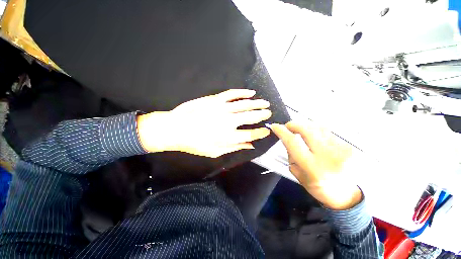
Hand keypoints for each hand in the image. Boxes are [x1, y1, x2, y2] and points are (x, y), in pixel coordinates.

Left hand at [137, 89, 271, 157]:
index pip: (251, 134)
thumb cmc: (195, 143)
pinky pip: (232, 94)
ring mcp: (222, 108)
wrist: (176, 129)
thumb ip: (234, 147)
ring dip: (257, 103)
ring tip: (265, 103)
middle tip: (269, 113)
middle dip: (262, 115)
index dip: (261, 132)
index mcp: (229, 136)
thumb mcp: (215, 152)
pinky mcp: (215, 99)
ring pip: (245, 104)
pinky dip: (243, 92)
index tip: (267, 130)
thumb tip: (250, 146)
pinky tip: (251, 92)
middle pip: (251, 117)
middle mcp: (228, 121)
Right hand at [270, 121, 361, 209]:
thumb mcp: (298, 175)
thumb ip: (291, 155)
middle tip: (288, 127)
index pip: (293, 142)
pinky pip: (328, 132)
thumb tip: (288, 139)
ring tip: (302, 133)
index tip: (275, 126)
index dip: (282, 131)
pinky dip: (317, 132)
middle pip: (307, 129)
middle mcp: (328, 156)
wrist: (347, 195)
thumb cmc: (318, 187)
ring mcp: (341, 149)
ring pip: (318, 128)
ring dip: (306, 127)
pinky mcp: (349, 146)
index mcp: (312, 167)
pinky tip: (316, 139)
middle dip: (294, 124)